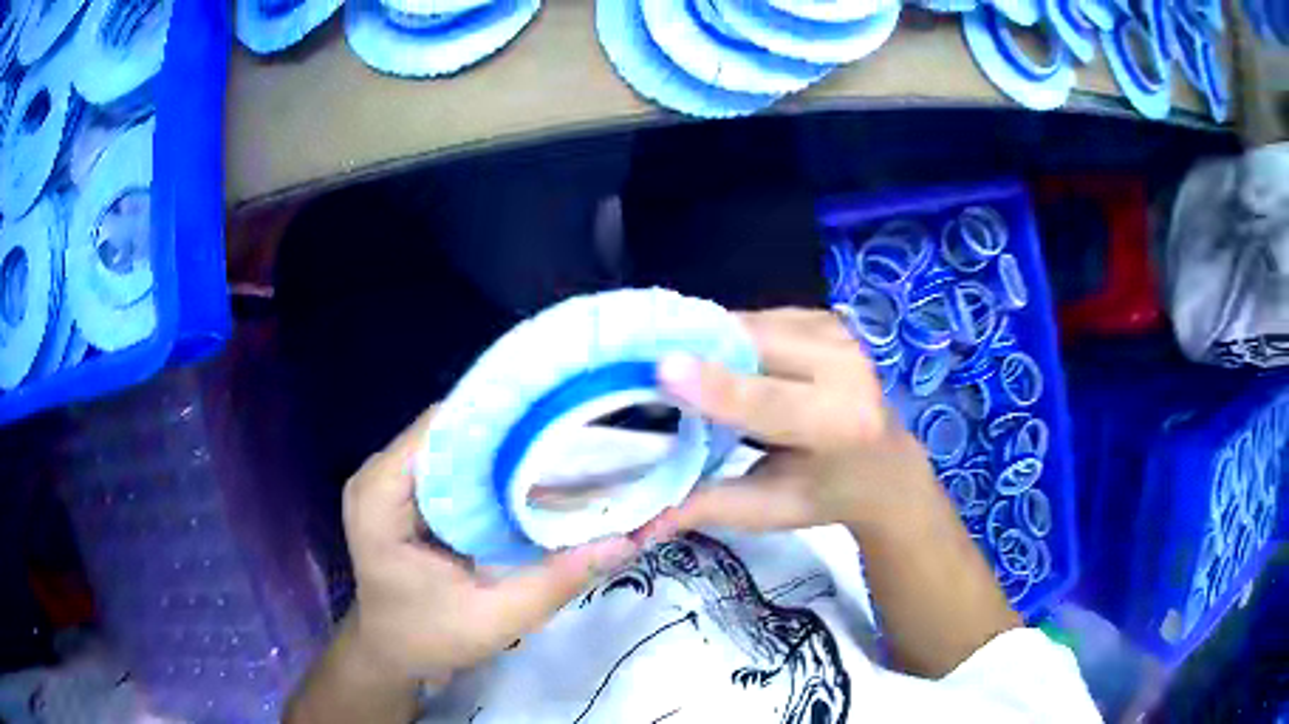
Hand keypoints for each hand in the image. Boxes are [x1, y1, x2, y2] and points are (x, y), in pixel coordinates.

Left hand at [341, 406, 641, 684]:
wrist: (390, 655)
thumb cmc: (427, 640)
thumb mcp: (494, 620)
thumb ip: (554, 581)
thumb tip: (624, 541)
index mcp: (380, 496)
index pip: (439, 428)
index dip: (499, 419)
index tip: (560, 422)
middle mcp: (380, 475)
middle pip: (450, 429)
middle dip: (510, 433)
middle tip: (574, 437)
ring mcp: (391, 481)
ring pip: (455, 443)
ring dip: (504, 449)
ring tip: (562, 451)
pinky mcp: (407, 492)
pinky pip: (453, 464)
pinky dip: (493, 469)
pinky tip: (532, 478)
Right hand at [652, 308, 939, 535]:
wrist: (886, 463)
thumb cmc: (826, 493)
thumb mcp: (770, 509)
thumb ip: (706, 507)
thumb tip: (635, 525)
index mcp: (842, 424)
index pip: (773, 404)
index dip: (718, 387)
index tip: (661, 370)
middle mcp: (848, 368)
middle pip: (756, 346)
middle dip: (695, 350)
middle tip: (636, 365)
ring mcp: (838, 334)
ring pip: (751, 324)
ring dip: (706, 340)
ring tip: (667, 363)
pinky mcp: (824, 317)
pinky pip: (759, 318)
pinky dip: (727, 335)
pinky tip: (712, 356)